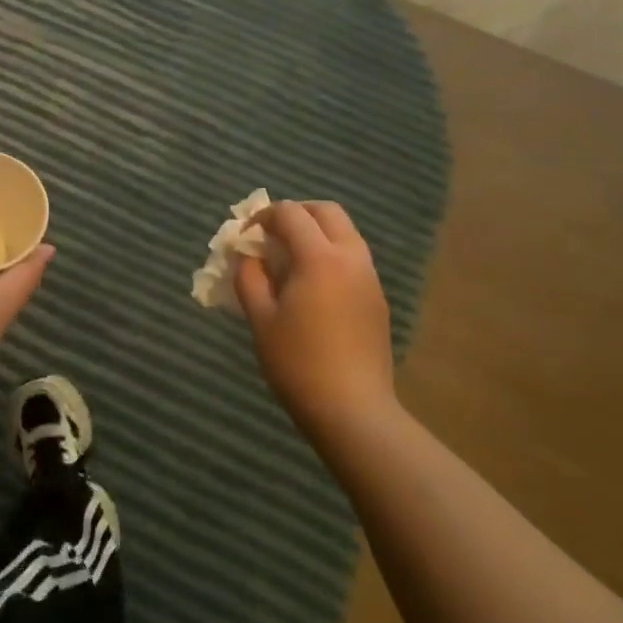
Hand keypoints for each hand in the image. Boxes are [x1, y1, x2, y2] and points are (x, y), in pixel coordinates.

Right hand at [234, 200, 394, 437]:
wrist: (353, 410)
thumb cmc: (298, 363)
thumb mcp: (260, 318)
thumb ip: (249, 277)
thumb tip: (248, 255)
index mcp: (320, 258)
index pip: (291, 214)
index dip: (263, 217)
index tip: (245, 237)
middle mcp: (351, 258)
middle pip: (326, 211)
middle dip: (296, 213)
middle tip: (271, 234)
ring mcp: (369, 278)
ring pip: (345, 233)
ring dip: (316, 232)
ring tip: (290, 259)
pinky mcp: (378, 299)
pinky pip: (353, 257)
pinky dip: (330, 254)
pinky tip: (312, 286)